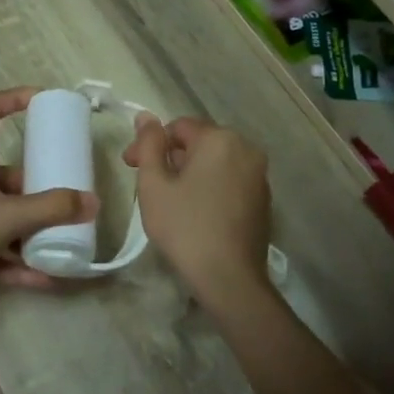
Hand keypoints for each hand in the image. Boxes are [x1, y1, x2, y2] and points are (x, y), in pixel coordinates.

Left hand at [0, 87, 94, 288]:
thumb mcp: (5, 215)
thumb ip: (51, 210)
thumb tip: (93, 202)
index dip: (14, 99)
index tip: (43, 100)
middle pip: (9, 176)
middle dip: (39, 191)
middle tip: (69, 204)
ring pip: (3, 216)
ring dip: (31, 232)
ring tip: (63, 246)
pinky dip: (16, 262)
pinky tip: (43, 280)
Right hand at [123, 113, 270, 309]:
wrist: (229, 277)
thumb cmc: (184, 227)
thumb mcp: (154, 185)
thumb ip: (149, 145)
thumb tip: (145, 116)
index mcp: (219, 139)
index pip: (177, 127)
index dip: (150, 144)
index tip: (130, 166)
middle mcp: (246, 149)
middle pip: (199, 141)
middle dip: (171, 157)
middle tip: (147, 183)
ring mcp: (259, 175)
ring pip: (216, 161)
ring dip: (191, 171)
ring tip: (170, 198)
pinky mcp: (263, 199)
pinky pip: (230, 180)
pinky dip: (210, 186)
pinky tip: (195, 211)